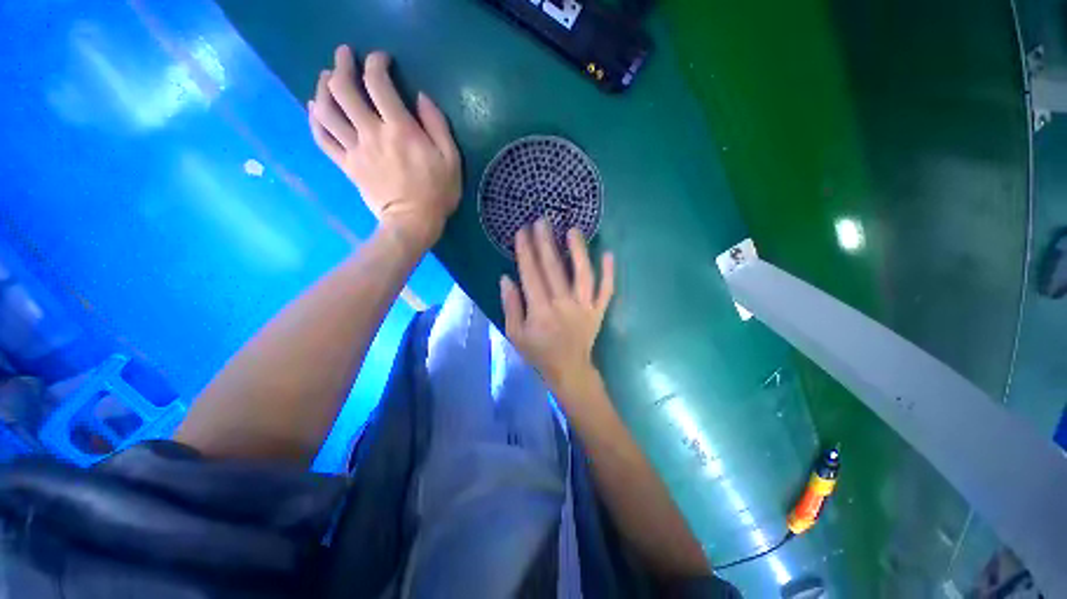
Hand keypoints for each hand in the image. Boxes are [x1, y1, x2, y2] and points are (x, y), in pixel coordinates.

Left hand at [309, 45, 461, 251]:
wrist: (413, 223)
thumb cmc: (437, 193)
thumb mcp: (451, 160)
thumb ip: (438, 125)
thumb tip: (421, 97)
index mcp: (400, 129)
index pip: (378, 82)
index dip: (376, 63)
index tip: (381, 60)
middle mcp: (371, 133)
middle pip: (344, 89)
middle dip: (341, 65)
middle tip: (344, 56)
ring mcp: (355, 150)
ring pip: (326, 110)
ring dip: (323, 88)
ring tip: (327, 78)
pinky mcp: (347, 165)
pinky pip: (322, 138)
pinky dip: (315, 120)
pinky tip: (315, 109)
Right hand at [501, 218, 614, 398]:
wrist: (569, 370)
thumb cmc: (539, 353)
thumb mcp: (515, 334)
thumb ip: (510, 306)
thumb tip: (506, 278)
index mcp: (540, 311)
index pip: (531, 274)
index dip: (526, 251)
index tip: (523, 231)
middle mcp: (564, 304)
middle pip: (554, 268)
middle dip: (546, 242)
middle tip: (542, 220)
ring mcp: (585, 306)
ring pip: (583, 274)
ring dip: (578, 250)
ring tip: (573, 230)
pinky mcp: (599, 310)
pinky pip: (606, 290)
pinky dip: (609, 273)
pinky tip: (609, 253)